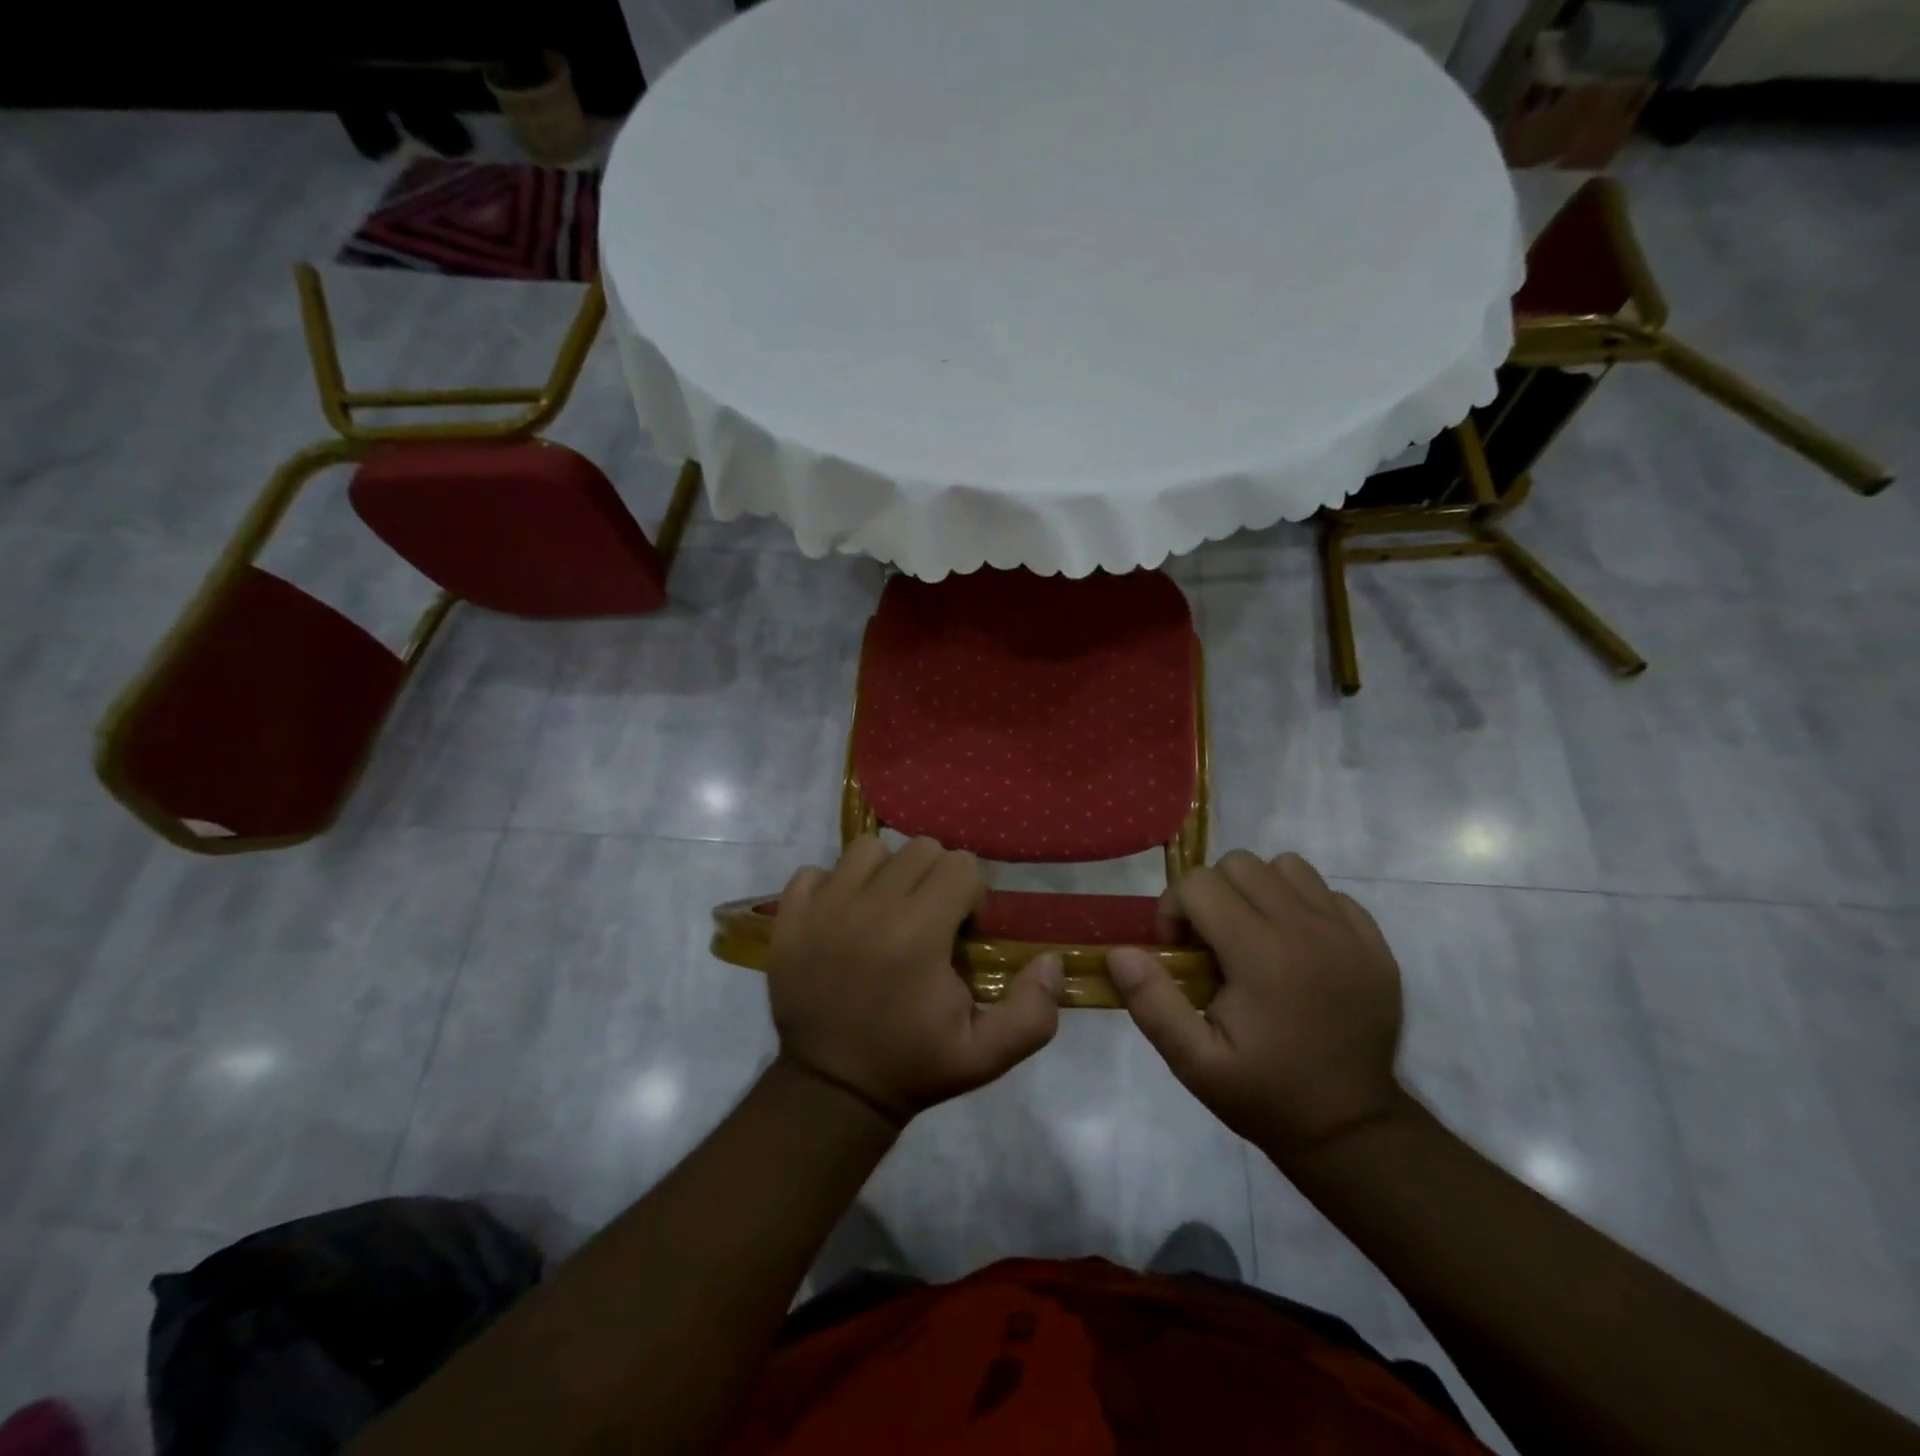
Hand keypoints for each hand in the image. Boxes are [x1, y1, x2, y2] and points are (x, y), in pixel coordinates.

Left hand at [767, 836, 1062, 1123]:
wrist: (832, 1090)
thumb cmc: (912, 1066)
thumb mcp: (986, 1056)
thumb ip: (1032, 1012)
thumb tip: (1050, 961)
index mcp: (918, 933)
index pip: (961, 865)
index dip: (972, 896)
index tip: (962, 934)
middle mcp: (869, 907)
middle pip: (919, 849)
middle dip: (935, 879)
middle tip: (929, 922)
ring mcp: (822, 908)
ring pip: (867, 850)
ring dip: (885, 874)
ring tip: (885, 913)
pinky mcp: (789, 918)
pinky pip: (814, 871)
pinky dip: (832, 886)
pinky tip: (842, 918)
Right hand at [1108, 851, 1406, 1161]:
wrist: (1352, 1129)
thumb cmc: (1266, 1094)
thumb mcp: (1194, 1063)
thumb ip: (1152, 1003)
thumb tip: (1120, 952)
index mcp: (1261, 954)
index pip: (1200, 884)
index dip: (1174, 909)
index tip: (1178, 953)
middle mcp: (1306, 928)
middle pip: (1240, 864)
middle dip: (1211, 895)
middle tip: (1210, 944)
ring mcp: (1346, 932)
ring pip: (1285, 867)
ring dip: (1257, 891)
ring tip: (1252, 936)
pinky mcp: (1374, 942)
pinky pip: (1326, 891)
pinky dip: (1301, 905)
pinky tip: (1295, 948)